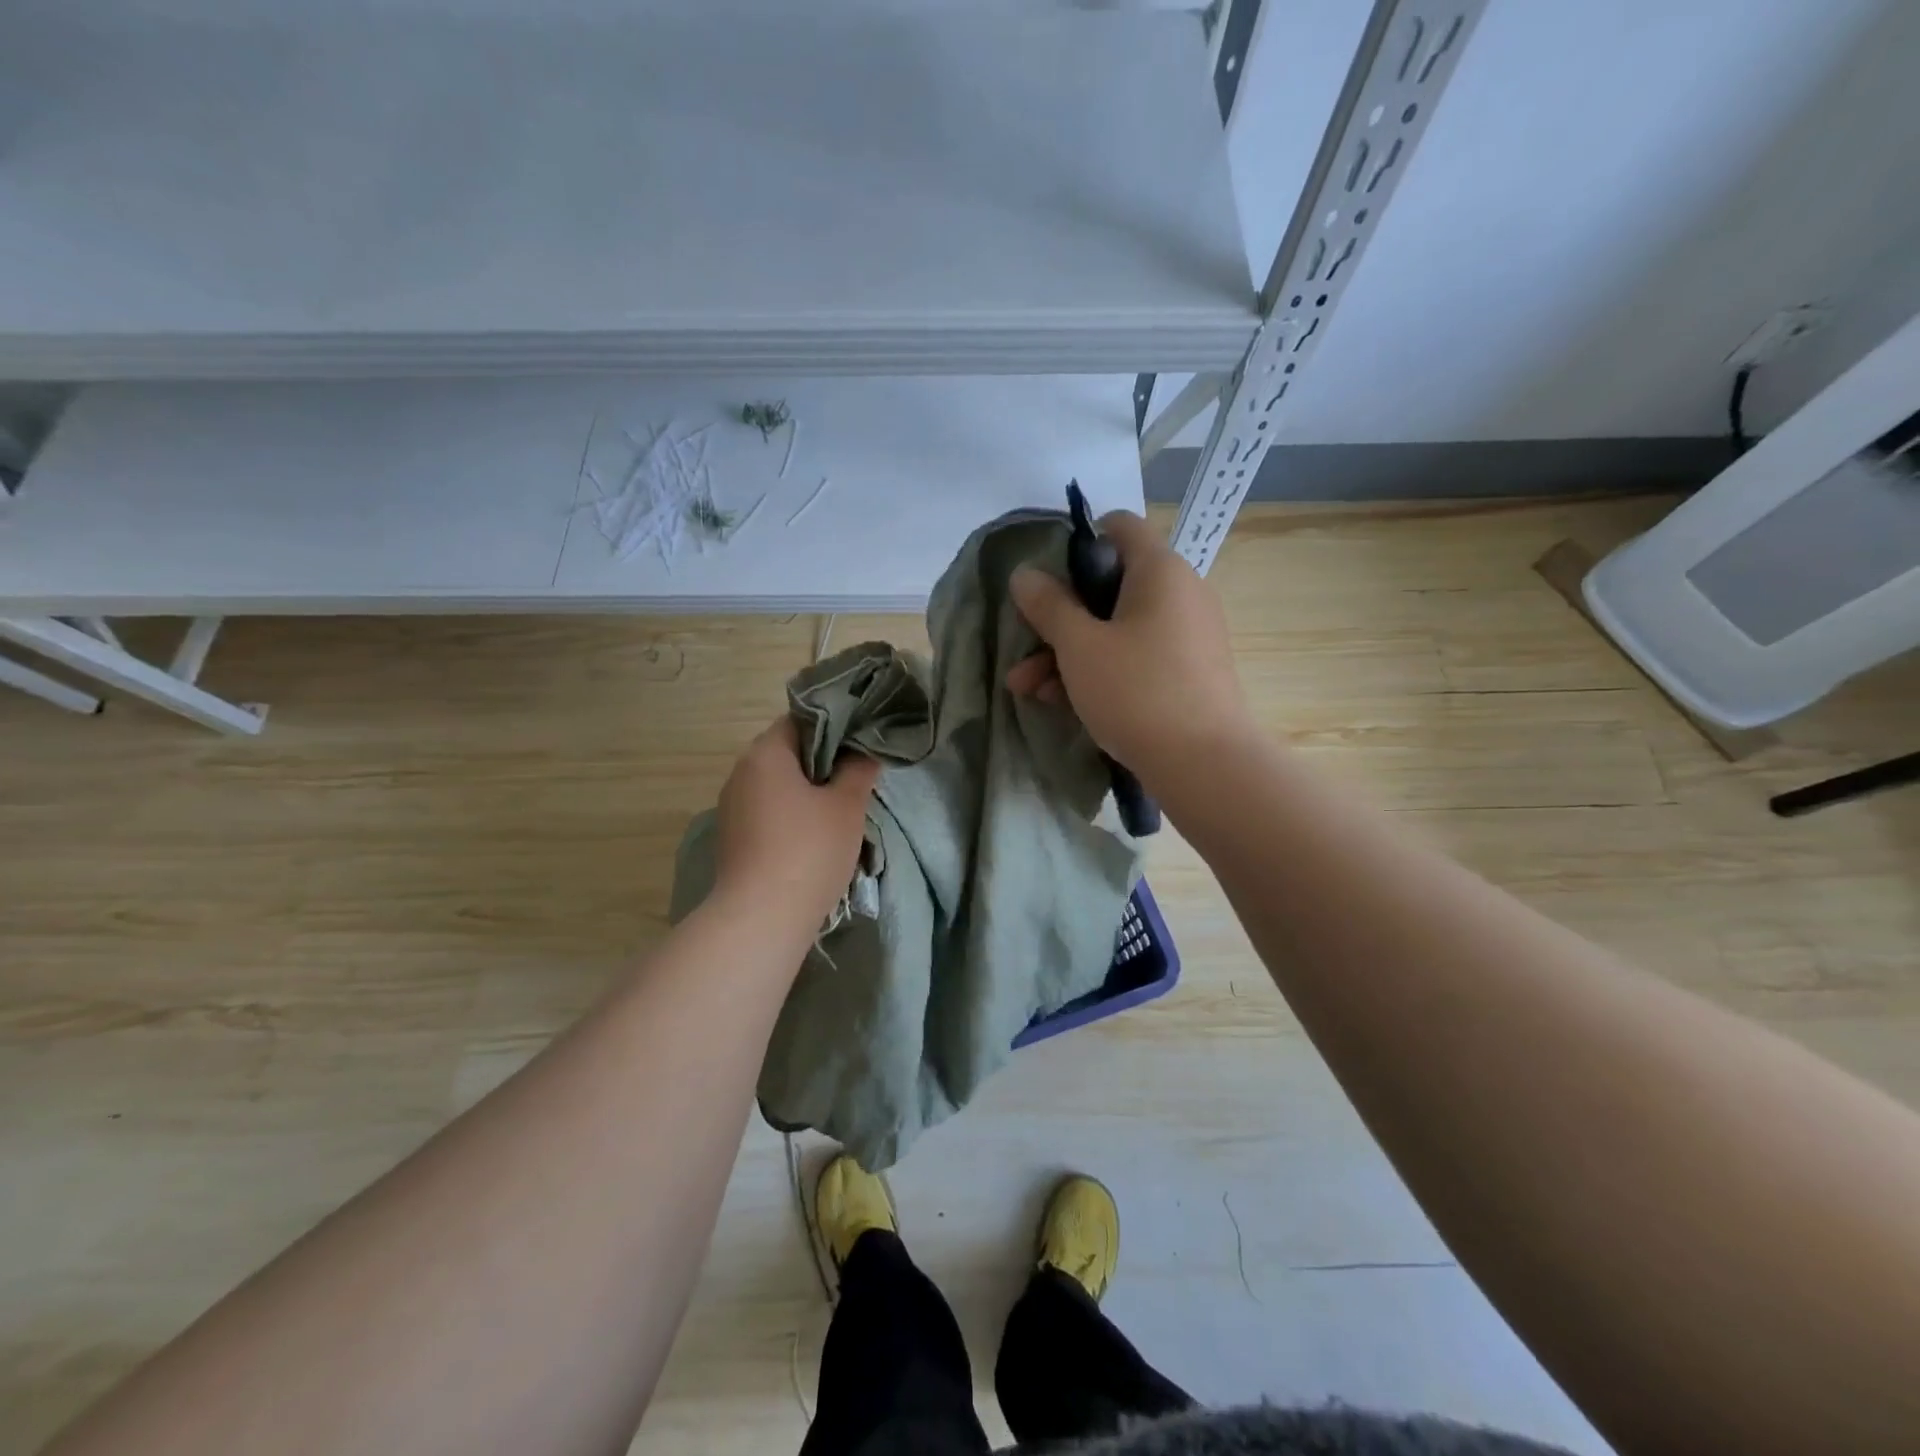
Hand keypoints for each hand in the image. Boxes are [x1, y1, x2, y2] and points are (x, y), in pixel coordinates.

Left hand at [711, 717, 880, 933]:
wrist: (762, 918)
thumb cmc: (809, 850)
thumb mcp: (847, 806)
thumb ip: (858, 770)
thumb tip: (864, 752)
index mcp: (765, 754)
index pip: (800, 720)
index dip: (834, 726)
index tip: (860, 744)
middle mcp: (741, 772)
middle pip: (787, 752)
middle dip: (822, 762)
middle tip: (857, 777)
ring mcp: (732, 807)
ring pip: (777, 785)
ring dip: (806, 791)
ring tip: (840, 809)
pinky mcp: (732, 837)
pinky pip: (767, 811)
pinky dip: (790, 814)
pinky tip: (814, 836)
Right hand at [1007, 510, 1252, 780]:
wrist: (1204, 765)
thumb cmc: (1136, 691)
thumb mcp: (1079, 647)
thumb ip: (1048, 606)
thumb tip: (1025, 574)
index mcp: (1159, 570)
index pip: (1117, 528)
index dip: (1076, 544)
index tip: (1044, 580)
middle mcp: (1180, 593)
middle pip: (1109, 587)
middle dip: (1058, 619)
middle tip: (1022, 649)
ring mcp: (1187, 635)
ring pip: (1117, 629)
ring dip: (1069, 654)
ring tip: (1026, 690)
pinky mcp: (1187, 672)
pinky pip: (1136, 657)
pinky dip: (1100, 671)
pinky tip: (1060, 703)